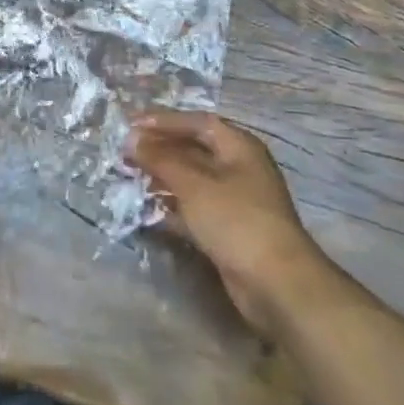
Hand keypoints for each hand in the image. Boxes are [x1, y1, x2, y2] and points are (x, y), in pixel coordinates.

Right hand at [126, 110, 326, 339]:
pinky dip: (173, 206)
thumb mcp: (194, 184)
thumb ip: (161, 158)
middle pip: (194, 149)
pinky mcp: (229, 230)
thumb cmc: (236, 220)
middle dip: (161, 149)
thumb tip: (132, 138)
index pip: (197, 122)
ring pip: (193, 180)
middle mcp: (239, 168)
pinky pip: (195, 208)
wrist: (276, 284)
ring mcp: (236, 200)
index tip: (131, 124)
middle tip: (126, 151)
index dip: (164, 120)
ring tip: (131, 176)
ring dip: (163, 177)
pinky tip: (148, 210)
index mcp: (239, 147)